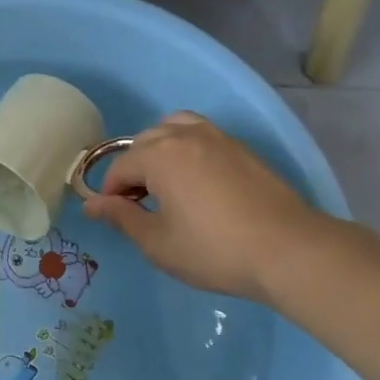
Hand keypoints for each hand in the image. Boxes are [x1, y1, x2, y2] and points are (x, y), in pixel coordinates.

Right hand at [82, 112, 321, 303]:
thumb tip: (91, 204)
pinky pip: (200, 134)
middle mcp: (184, 135)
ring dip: (159, 151)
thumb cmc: (214, 250)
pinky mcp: (241, 148)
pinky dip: (186, 148)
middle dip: (133, 170)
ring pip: (173, 129)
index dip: (110, 194)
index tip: (115, 218)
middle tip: (140, 206)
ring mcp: (217, 137)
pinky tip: (196, 181)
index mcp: (159, 155)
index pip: (120, 167)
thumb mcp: (158, 243)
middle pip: (143, 143)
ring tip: (166, 183)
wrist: (288, 250)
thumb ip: (121, 217)